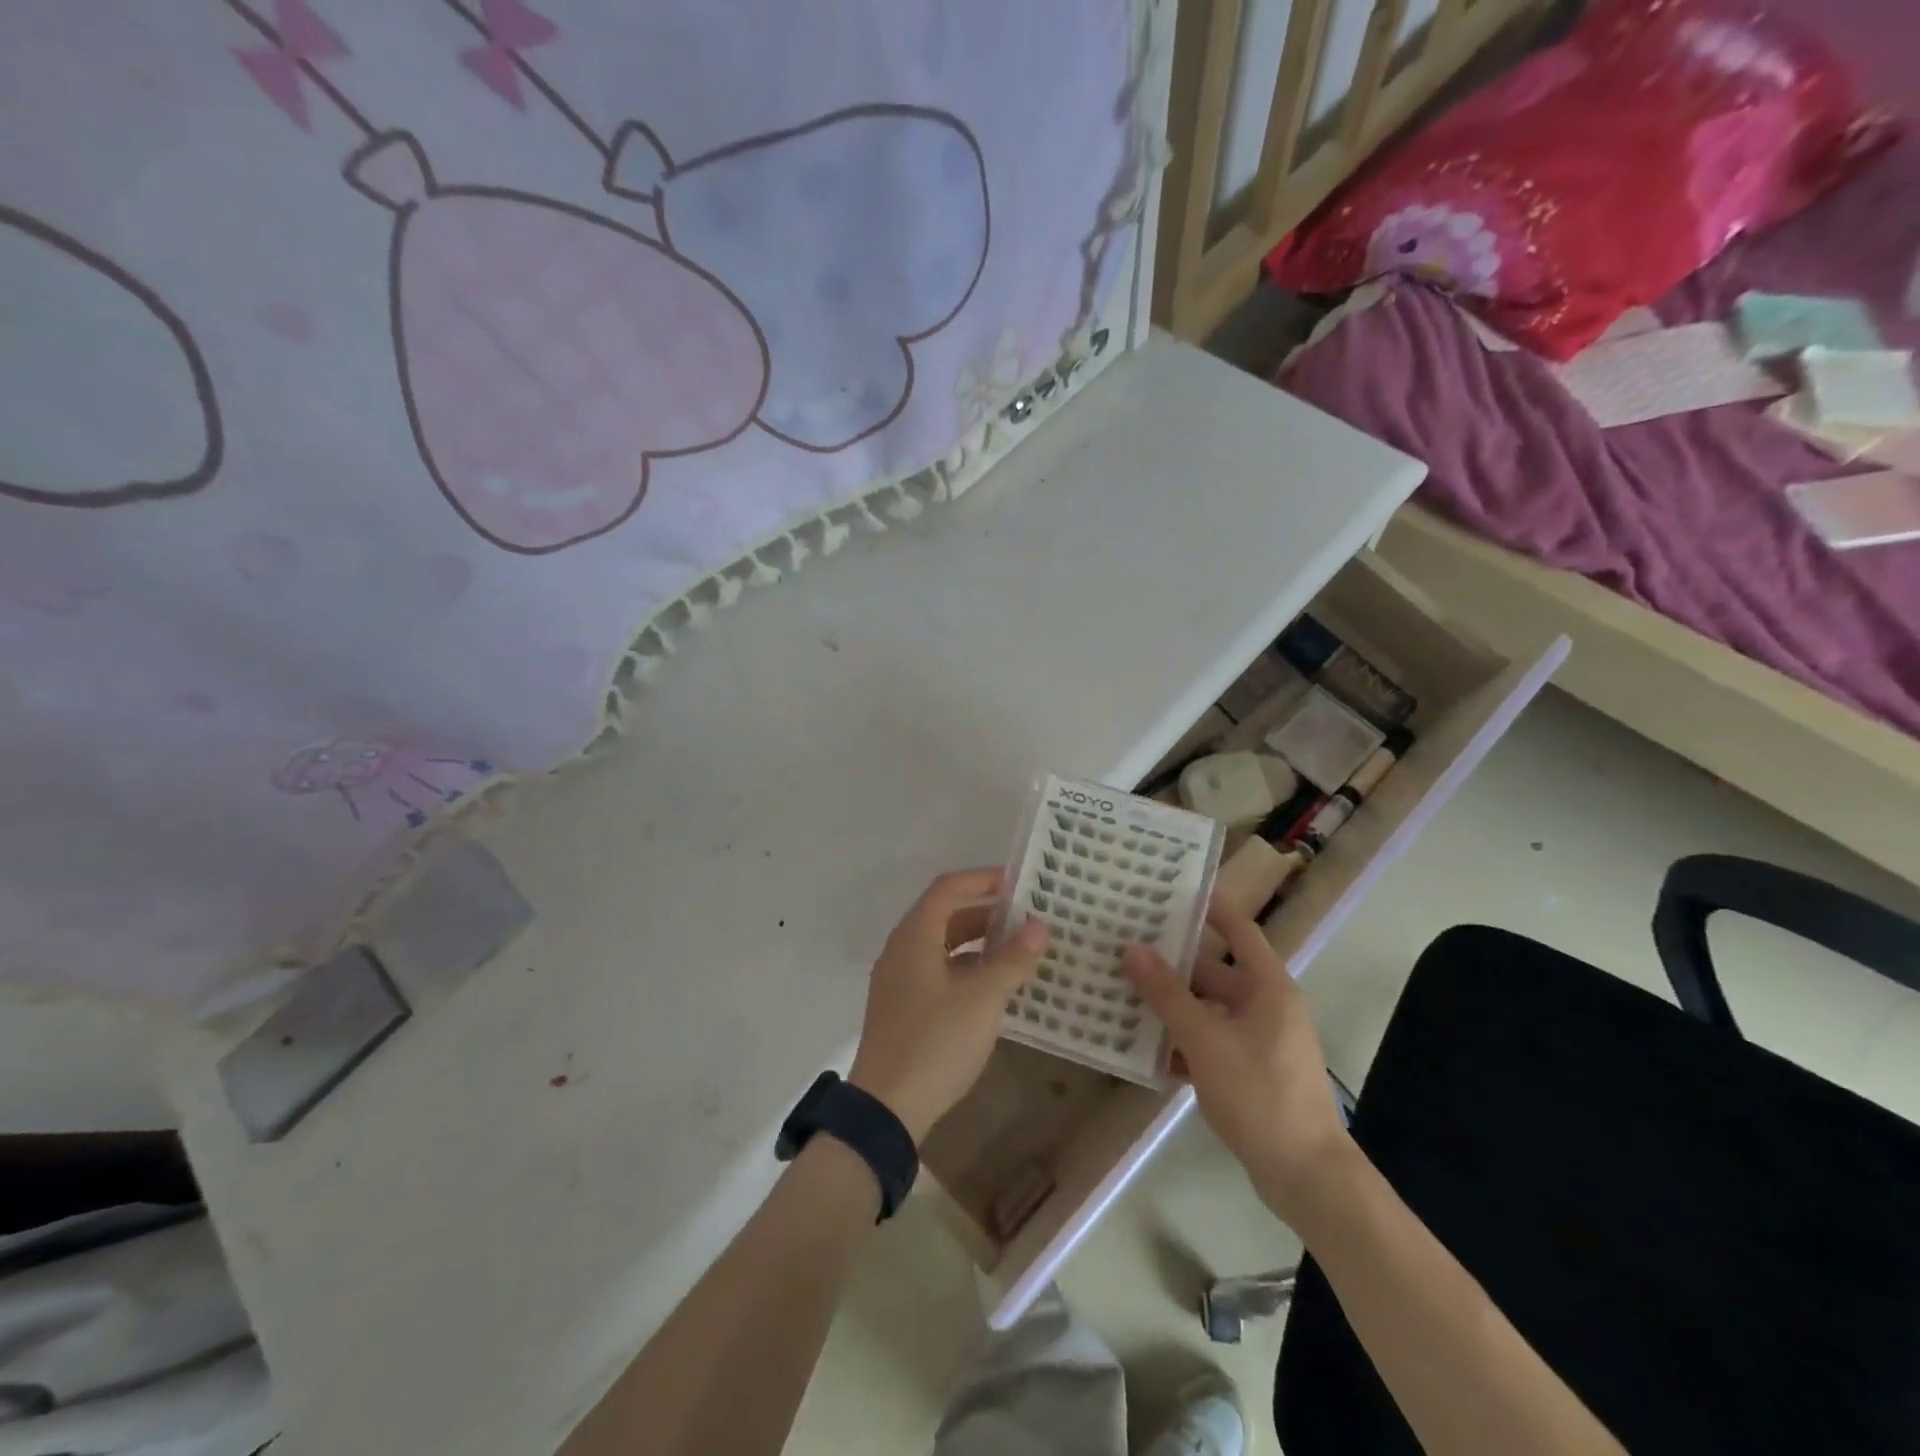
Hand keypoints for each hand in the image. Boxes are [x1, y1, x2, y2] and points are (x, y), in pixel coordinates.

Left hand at [848, 868, 1048, 1142]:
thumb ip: (1012, 960)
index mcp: (915, 936)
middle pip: (944, 914)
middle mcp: (902, 949)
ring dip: (977, 941)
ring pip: (941, 944)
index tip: (1018, 883)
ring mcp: (898, 980)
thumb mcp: (983, 1000)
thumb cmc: (935, 1043)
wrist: (886, 1109)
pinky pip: (937, 970)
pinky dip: (965, 967)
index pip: (948, 888)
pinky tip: (992, 986)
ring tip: (1016, 948)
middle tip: (1024, 916)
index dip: (982, 879)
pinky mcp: (902, 1007)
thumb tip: (1038, 926)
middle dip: (984, 911)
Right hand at [1122, 901, 1352, 1215]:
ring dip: (1173, 1006)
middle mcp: (1268, 1007)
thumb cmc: (1259, 1094)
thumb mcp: (1205, 1040)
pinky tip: (1146, 1050)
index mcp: (1268, 987)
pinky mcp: (1252, 1074)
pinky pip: (1212, 1044)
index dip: (1209, 907)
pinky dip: (1184, 1043)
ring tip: (1124, 993)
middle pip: (1216, 972)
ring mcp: (1261, 1042)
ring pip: (1209, 1010)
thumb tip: (1131, 949)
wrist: (1307, 1177)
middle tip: (1128, 947)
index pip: (1238, 930)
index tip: (1170, 890)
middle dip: (1174, 963)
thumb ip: (1166, 994)